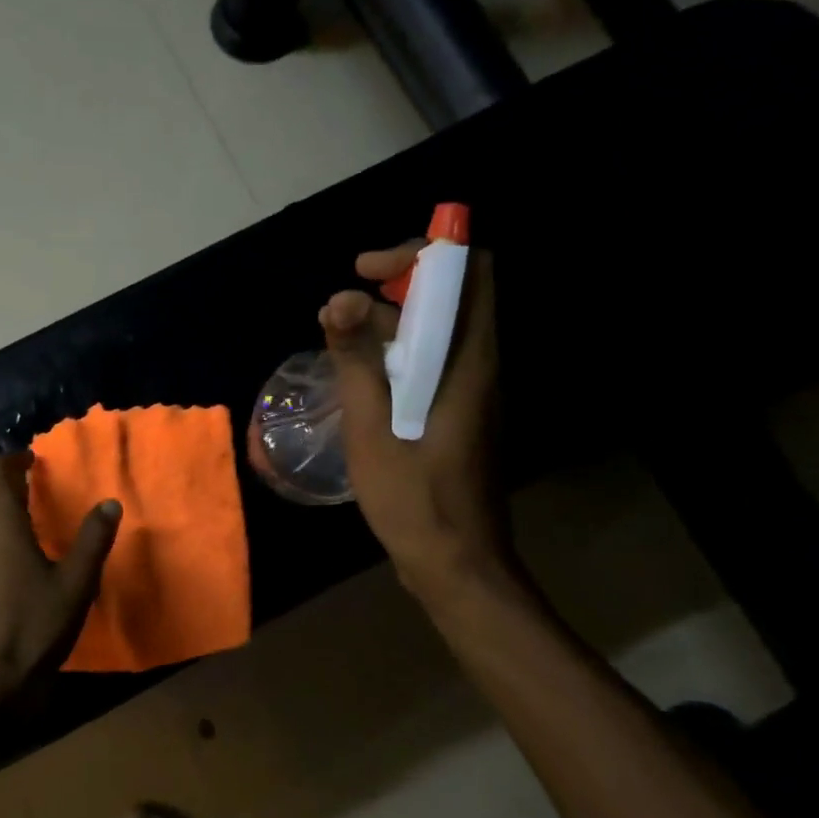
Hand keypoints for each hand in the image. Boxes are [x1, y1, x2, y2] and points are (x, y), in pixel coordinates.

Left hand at [0, 452, 121, 725]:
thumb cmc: (34, 630)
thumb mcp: (76, 585)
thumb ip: (93, 541)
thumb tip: (109, 503)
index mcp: (1, 525)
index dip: (13, 460)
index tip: (34, 460)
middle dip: (0, 480)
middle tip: (30, 484)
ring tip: (22, 516)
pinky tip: (8, 557)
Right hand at [320, 243, 514, 605]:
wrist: (456, 563)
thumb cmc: (414, 499)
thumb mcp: (372, 428)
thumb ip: (357, 361)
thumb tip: (338, 300)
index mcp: (470, 360)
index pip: (468, 269)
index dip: (419, 253)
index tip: (365, 271)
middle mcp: (481, 364)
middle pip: (451, 294)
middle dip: (395, 286)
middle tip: (340, 310)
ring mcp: (473, 390)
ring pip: (439, 329)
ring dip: (390, 322)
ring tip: (338, 341)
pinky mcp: (460, 412)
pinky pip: (432, 361)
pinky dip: (396, 353)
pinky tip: (359, 379)